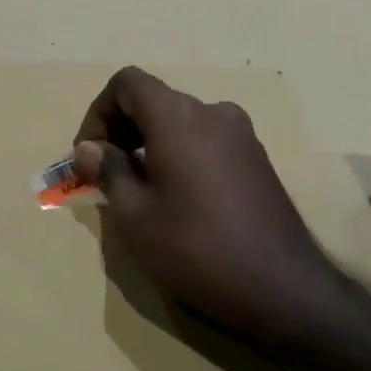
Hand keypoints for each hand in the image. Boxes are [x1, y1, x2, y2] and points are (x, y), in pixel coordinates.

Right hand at [74, 67, 353, 355]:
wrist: (282, 288)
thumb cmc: (196, 249)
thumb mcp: (135, 216)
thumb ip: (109, 171)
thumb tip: (89, 147)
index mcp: (178, 117)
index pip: (127, 83)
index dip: (98, 111)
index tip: (88, 154)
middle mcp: (213, 112)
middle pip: (155, 99)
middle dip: (121, 128)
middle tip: (105, 174)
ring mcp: (241, 135)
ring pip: (181, 121)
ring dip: (150, 142)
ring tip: (139, 190)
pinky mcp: (257, 159)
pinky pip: (206, 140)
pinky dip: (180, 153)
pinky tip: (178, 198)